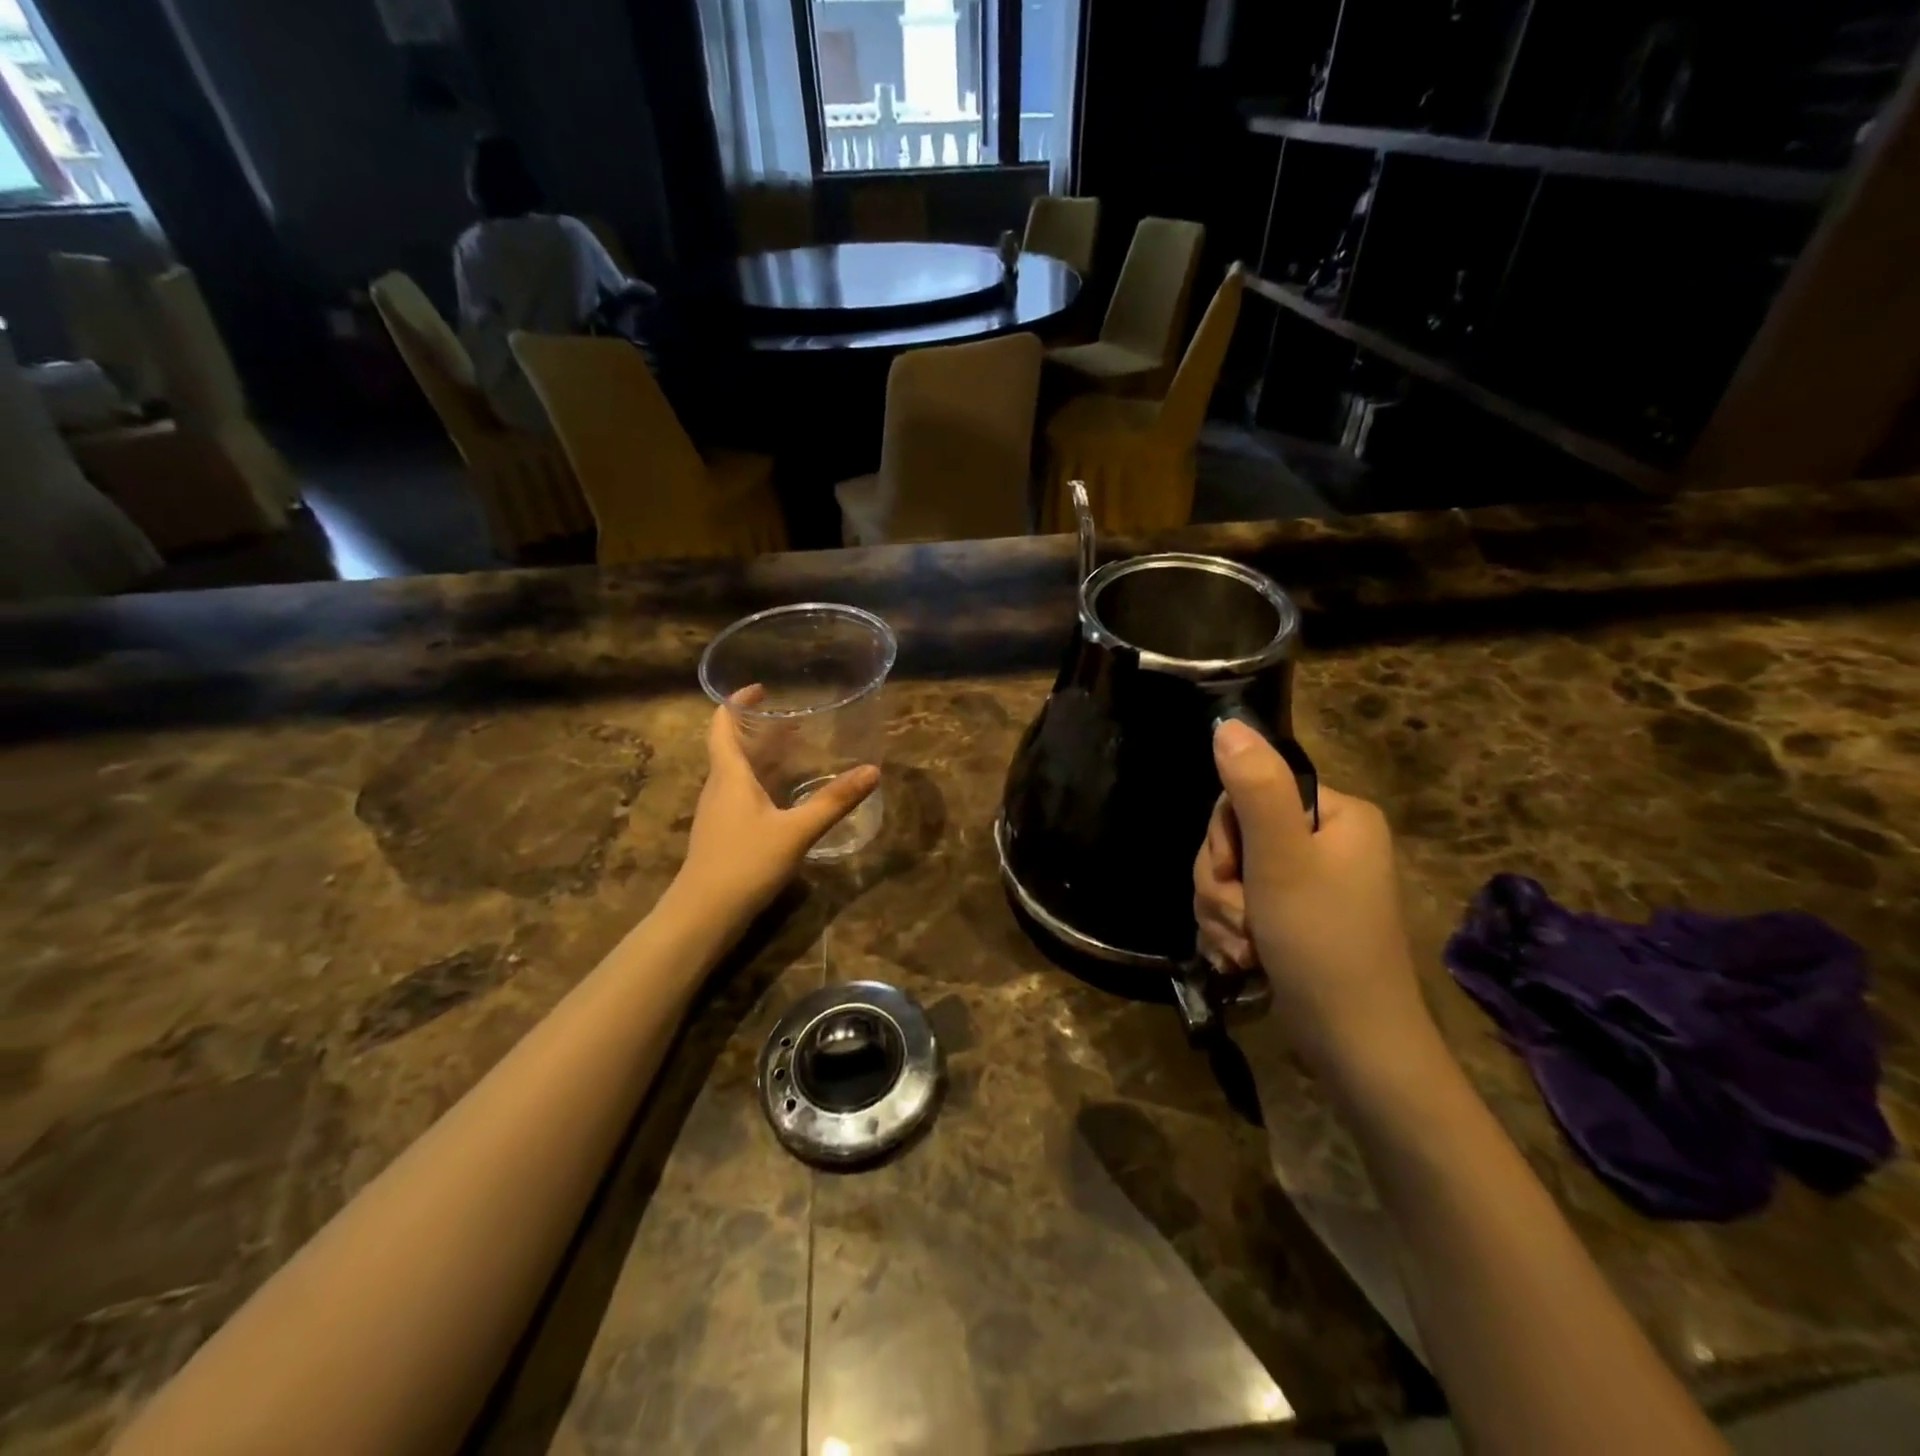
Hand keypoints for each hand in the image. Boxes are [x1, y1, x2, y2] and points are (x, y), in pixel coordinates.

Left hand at [675, 705, 878, 923]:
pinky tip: (786, 796)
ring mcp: (718, 812)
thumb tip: (872, 771)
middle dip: (761, 729)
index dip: (737, 703)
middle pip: (733, 746)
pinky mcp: (723, 833)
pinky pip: (742, 794)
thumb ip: (834, 801)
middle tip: (796, 721)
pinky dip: (763, 782)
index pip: (722, 725)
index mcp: (730, 775)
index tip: (762, 689)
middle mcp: (719, 787)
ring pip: (738, 772)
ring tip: (797, 751)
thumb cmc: (746, 862)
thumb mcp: (797, 830)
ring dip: (763, 756)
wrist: (704, 914)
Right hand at [1194, 720, 1433, 1074]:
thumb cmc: (1322, 944)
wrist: (1353, 1046)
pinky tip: (1242, 961)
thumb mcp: (1282, 860)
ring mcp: (1309, 883)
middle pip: (1234, 837)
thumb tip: (1228, 725)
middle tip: (1243, 921)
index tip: (1235, 876)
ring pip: (1228, 875)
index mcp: (1335, 815)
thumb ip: (1253, 789)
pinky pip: (1237, 906)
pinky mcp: (1291, 919)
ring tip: (1245, 950)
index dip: (1225, 836)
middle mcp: (1324, 842)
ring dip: (1222, 914)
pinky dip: (1230, 933)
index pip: (1247, 793)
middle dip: (1222, 885)